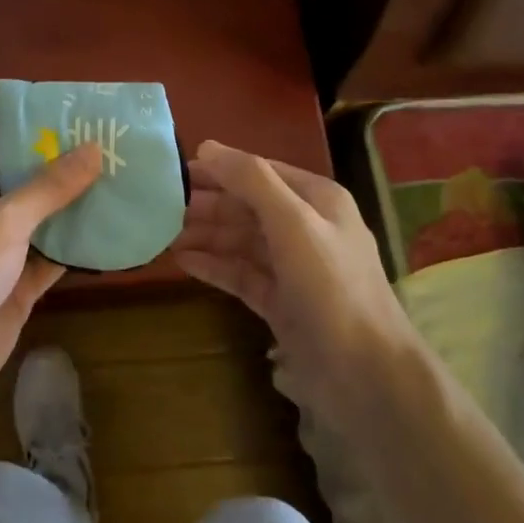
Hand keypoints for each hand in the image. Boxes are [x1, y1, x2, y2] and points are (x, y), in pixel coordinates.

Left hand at [0, 143, 102, 415]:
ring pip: (42, 225)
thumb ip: (51, 186)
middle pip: (28, 187)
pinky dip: (75, 251)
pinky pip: (49, 261)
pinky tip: (112, 235)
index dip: (44, 140)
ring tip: (123, 187)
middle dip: (67, 175)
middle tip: (117, 155)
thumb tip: (93, 148)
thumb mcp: (6, 219)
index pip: (6, 152)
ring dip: (75, 212)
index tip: (87, 126)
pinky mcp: (14, 288)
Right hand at [173, 141, 417, 430]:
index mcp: (316, 200)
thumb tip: (207, 146)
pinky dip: (213, 265)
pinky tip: (181, 262)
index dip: (218, 169)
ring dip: (204, 234)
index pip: (258, 172)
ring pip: (240, 240)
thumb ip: (251, 180)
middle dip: (206, 204)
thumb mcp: (293, 222)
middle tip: (158, 206)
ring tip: (160, 234)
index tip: (173, 171)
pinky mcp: (281, 302)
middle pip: (246, 206)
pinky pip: (240, 273)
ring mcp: (292, 268)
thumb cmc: (331, 287)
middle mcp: (305, 228)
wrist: (365, 375)